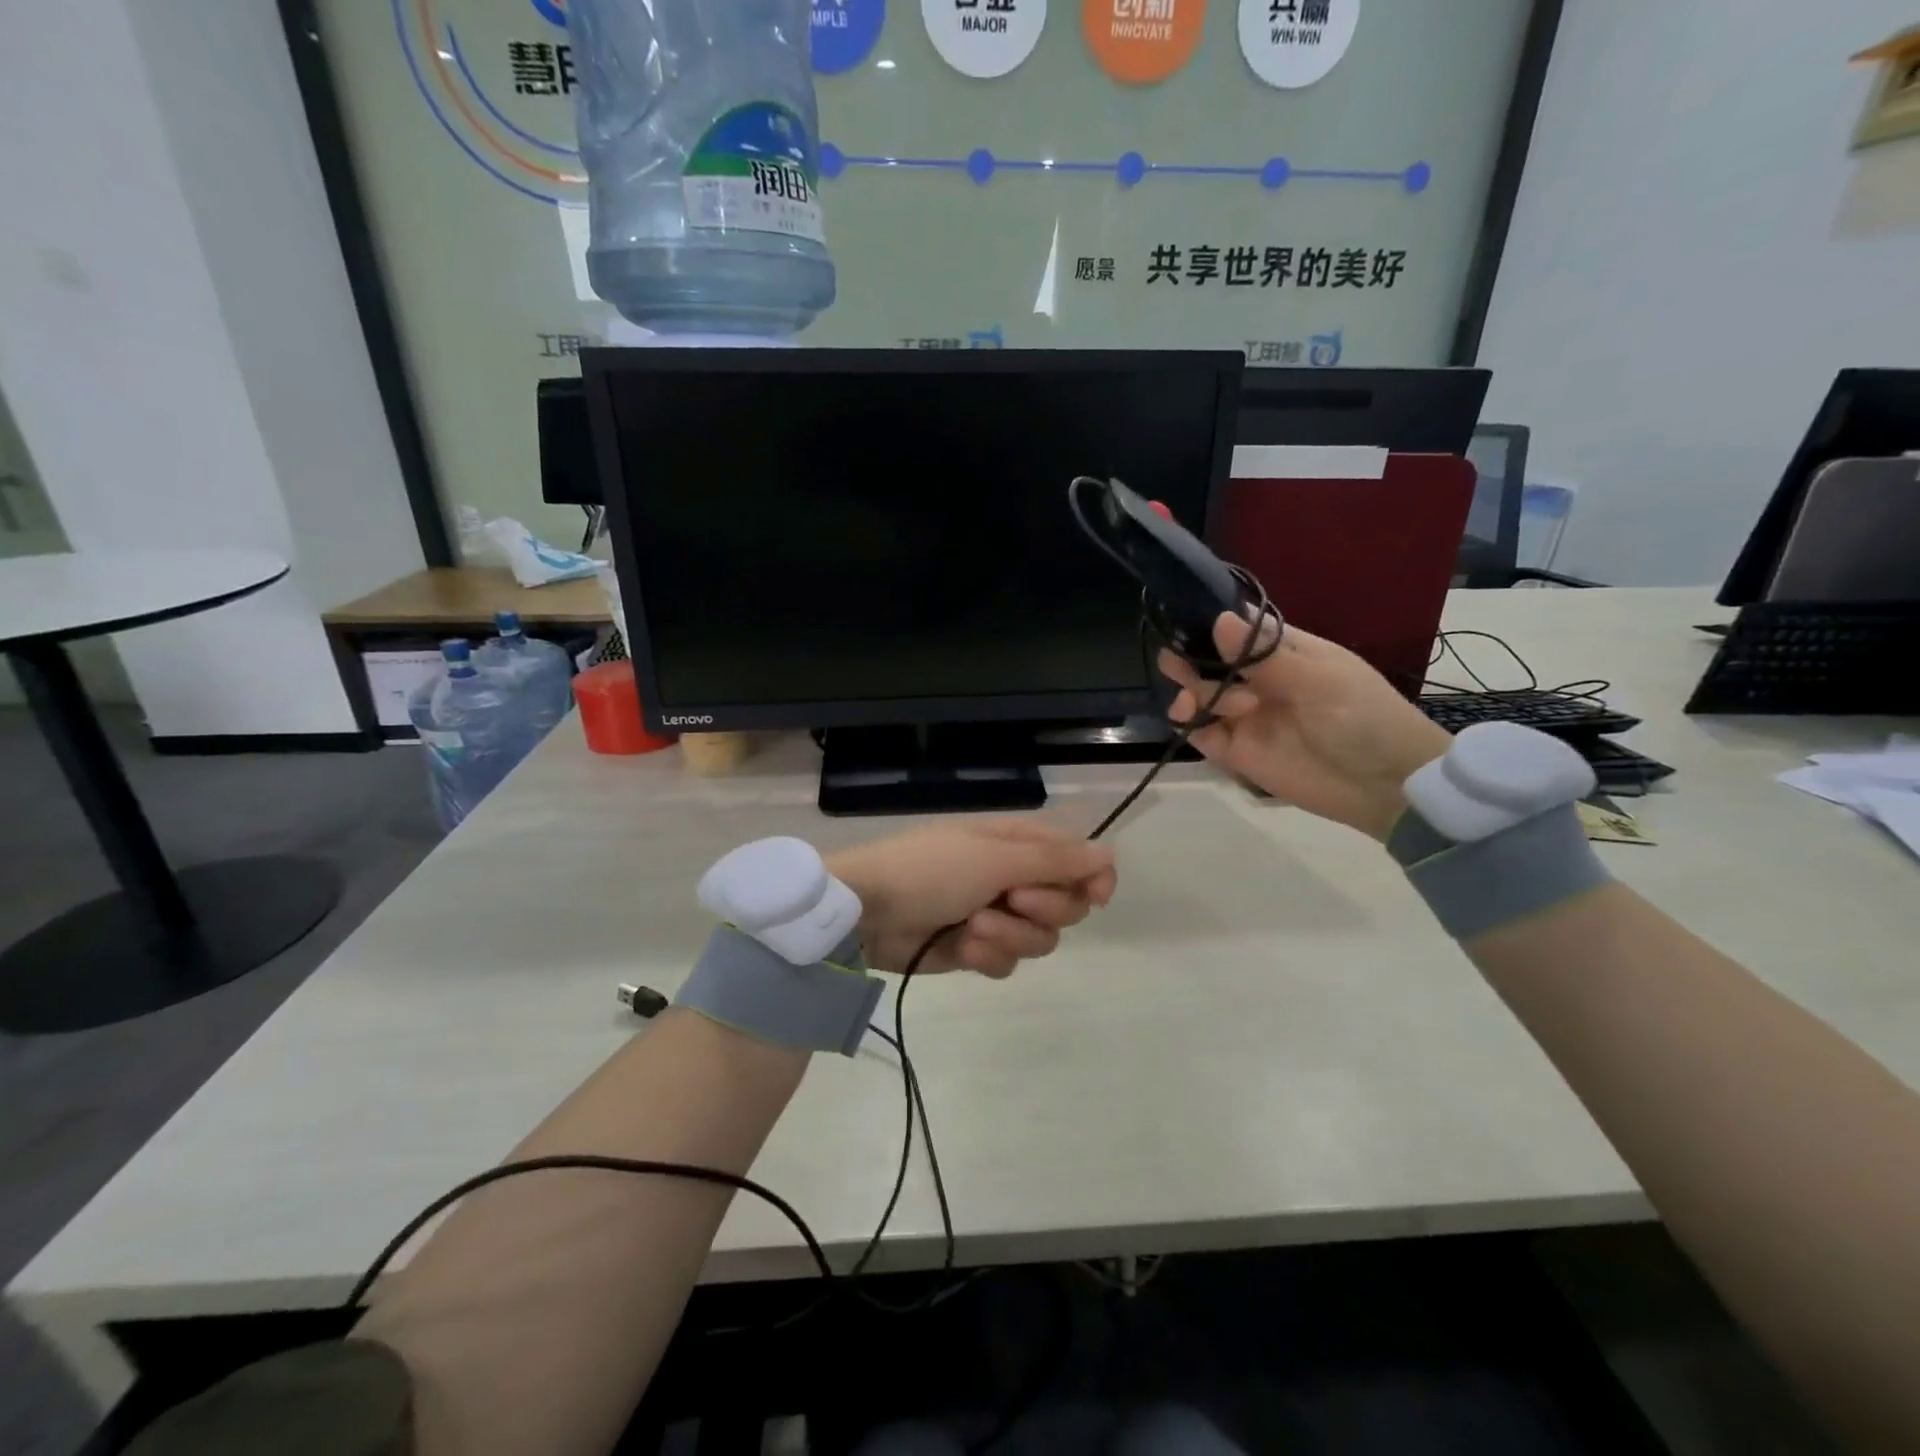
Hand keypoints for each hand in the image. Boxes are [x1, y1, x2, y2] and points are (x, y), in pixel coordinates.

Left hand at [827, 820, 1116, 976]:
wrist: (868, 910)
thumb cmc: (931, 870)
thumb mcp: (995, 858)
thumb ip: (1055, 861)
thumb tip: (1108, 854)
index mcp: (1018, 844)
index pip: (1078, 859)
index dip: (1093, 878)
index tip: (1096, 897)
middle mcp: (1013, 878)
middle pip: (1066, 906)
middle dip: (1043, 909)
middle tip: (1013, 901)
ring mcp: (995, 915)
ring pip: (1039, 940)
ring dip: (1008, 936)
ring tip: (972, 927)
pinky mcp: (976, 949)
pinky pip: (1007, 962)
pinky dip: (987, 957)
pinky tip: (961, 948)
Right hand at [1161, 613, 1452, 841]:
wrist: (1383, 785)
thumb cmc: (1361, 717)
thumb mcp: (1317, 679)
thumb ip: (1263, 654)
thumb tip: (1219, 618)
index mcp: (1282, 652)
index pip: (1237, 629)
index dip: (1209, 623)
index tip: (1184, 622)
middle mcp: (1257, 680)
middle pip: (1209, 660)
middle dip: (1190, 657)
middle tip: (1179, 662)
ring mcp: (1244, 715)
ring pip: (1199, 693)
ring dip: (1196, 690)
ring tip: (1223, 704)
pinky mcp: (1235, 750)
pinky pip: (1198, 730)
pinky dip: (1186, 720)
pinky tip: (1188, 714)